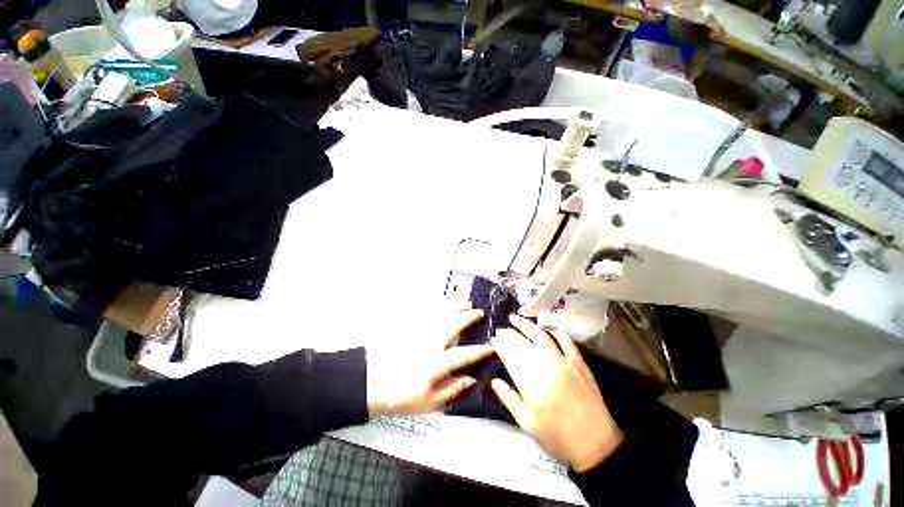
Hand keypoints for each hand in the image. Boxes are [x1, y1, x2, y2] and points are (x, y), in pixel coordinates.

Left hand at [367, 305, 491, 414]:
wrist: (369, 382)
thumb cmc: (398, 394)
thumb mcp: (427, 403)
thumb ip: (451, 390)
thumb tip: (470, 380)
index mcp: (437, 364)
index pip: (465, 355)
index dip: (480, 350)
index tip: (491, 346)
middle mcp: (431, 344)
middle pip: (454, 325)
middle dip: (469, 317)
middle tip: (478, 311)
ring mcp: (419, 331)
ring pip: (441, 313)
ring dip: (454, 305)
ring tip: (464, 299)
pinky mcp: (408, 325)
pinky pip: (425, 310)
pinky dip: (436, 303)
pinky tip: (441, 298)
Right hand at [491, 315, 623, 472]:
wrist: (596, 445)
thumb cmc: (557, 437)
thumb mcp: (527, 424)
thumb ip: (509, 399)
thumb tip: (493, 381)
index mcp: (531, 386)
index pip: (511, 358)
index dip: (500, 346)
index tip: (493, 339)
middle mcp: (546, 369)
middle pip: (523, 345)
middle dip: (508, 334)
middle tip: (500, 329)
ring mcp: (564, 364)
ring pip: (541, 337)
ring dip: (526, 325)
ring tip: (515, 318)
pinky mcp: (579, 363)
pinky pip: (566, 341)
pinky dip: (555, 331)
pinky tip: (546, 326)